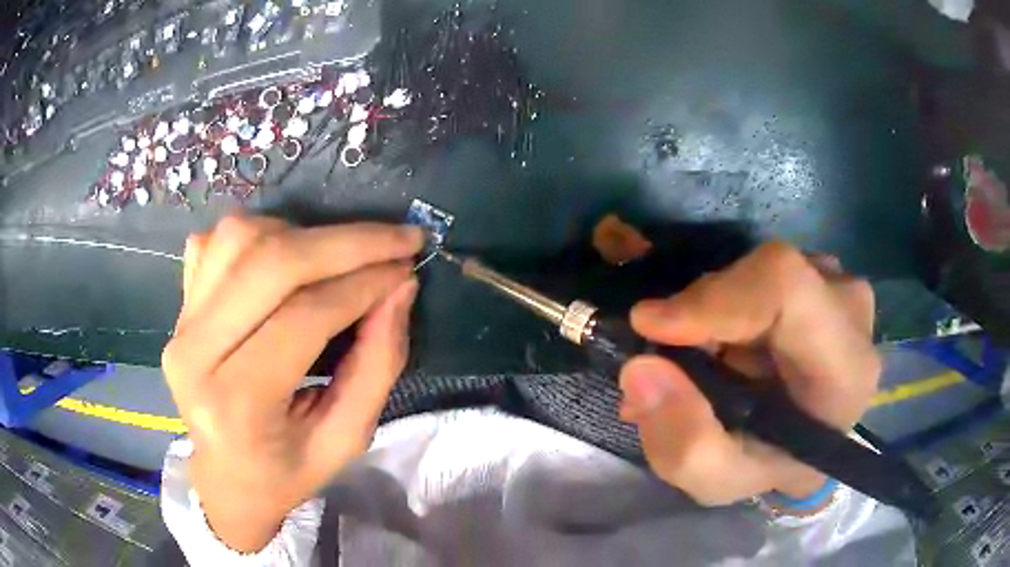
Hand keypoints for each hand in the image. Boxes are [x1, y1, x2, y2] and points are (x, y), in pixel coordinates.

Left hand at [162, 216, 423, 550]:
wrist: (223, 477)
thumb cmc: (285, 470)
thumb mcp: (346, 439)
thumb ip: (378, 366)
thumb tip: (399, 287)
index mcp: (237, 404)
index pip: (304, 317)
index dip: (363, 284)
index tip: (406, 268)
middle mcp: (195, 353)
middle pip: (270, 262)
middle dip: (345, 242)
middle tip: (396, 239)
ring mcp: (181, 322)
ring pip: (241, 238)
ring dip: (302, 234)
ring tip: (338, 255)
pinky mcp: (179, 304)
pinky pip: (217, 240)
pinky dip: (262, 233)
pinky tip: (288, 256)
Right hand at [619, 242, 878, 508]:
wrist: (804, 441)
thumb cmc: (770, 465)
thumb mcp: (718, 480)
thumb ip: (683, 443)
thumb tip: (641, 368)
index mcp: (845, 367)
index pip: (786, 289)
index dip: (715, 298)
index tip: (650, 327)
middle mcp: (852, 312)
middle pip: (766, 273)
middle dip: (704, 312)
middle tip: (670, 360)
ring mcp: (839, 284)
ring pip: (757, 270)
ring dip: (713, 311)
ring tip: (696, 363)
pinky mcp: (820, 273)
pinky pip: (760, 271)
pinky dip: (726, 303)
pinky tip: (721, 345)